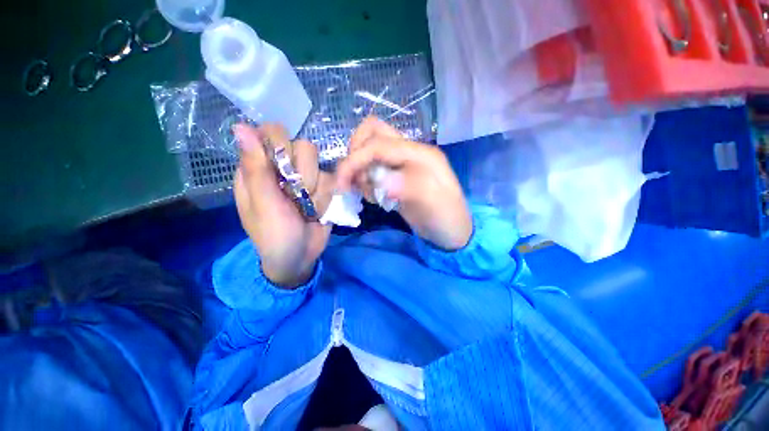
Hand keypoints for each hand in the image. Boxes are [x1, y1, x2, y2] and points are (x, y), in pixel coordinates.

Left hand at [234, 124, 333, 287]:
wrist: (300, 257)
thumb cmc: (273, 234)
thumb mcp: (262, 203)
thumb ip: (256, 168)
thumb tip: (240, 127)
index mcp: (259, 169)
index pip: (271, 133)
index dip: (281, 145)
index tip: (284, 167)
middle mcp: (284, 169)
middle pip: (302, 146)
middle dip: (302, 173)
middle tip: (294, 195)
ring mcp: (307, 178)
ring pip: (320, 164)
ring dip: (316, 190)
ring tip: (306, 208)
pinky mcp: (324, 189)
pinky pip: (332, 181)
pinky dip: (326, 199)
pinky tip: (317, 213)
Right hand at [336, 117, 471, 250]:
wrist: (452, 231)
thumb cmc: (446, 219)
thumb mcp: (433, 205)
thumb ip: (409, 187)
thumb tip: (380, 179)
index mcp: (420, 154)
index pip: (378, 144)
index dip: (355, 160)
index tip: (342, 184)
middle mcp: (410, 152)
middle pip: (373, 133)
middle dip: (355, 155)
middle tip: (354, 182)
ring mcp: (402, 163)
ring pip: (369, 150)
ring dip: (360, 169)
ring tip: (370, 194)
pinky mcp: (397, 176)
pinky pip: (373, 167)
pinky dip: (365, 179)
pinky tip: (375, 196)